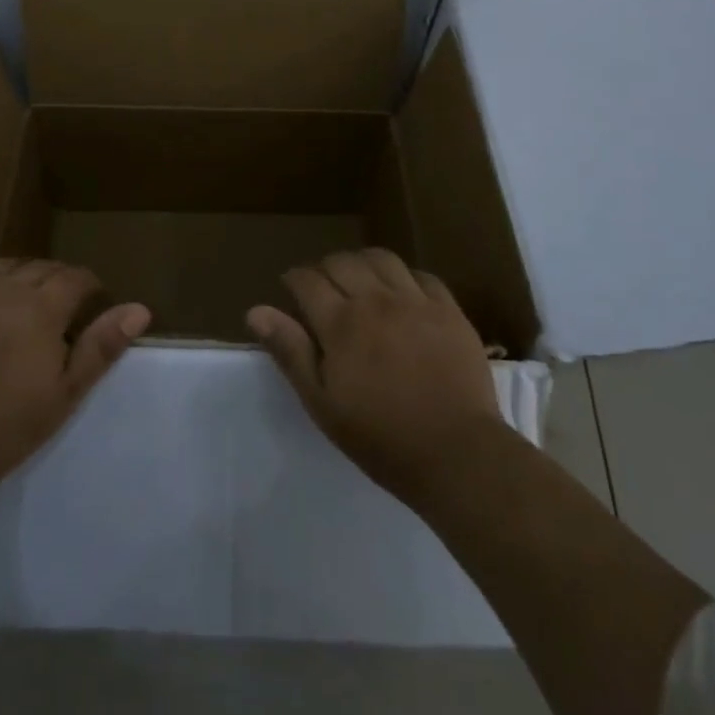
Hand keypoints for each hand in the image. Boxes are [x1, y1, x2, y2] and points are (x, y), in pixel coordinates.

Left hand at [0, 259, 150, 489]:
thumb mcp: (66, 392)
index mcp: (41, 307)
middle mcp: (4, 288)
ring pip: (2, 266)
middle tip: (61, 305)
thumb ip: (102, 345)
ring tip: (23, 298)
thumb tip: (140, 309)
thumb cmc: (9, 425)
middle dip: (57, 280)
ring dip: (19, 276)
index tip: (92, 301)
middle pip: (40, 268)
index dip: (88, 286)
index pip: (74, 277)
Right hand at [248, 248, 499, 503]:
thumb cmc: (382, 438)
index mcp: (341, 323)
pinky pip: (421, 275)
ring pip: (381, 258)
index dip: (294, 280)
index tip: (291, 291)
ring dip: (363, 264)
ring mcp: (415, 301)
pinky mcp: (448, 310)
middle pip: (342, 262)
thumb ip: (291, 352)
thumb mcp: (323, 404)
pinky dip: (404, 277)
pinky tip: (402, 295)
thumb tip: (255, 311)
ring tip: (361, 283)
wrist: (458, 456)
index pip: (307, 279)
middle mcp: (375, 300)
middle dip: (325, 269)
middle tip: (324, 290)